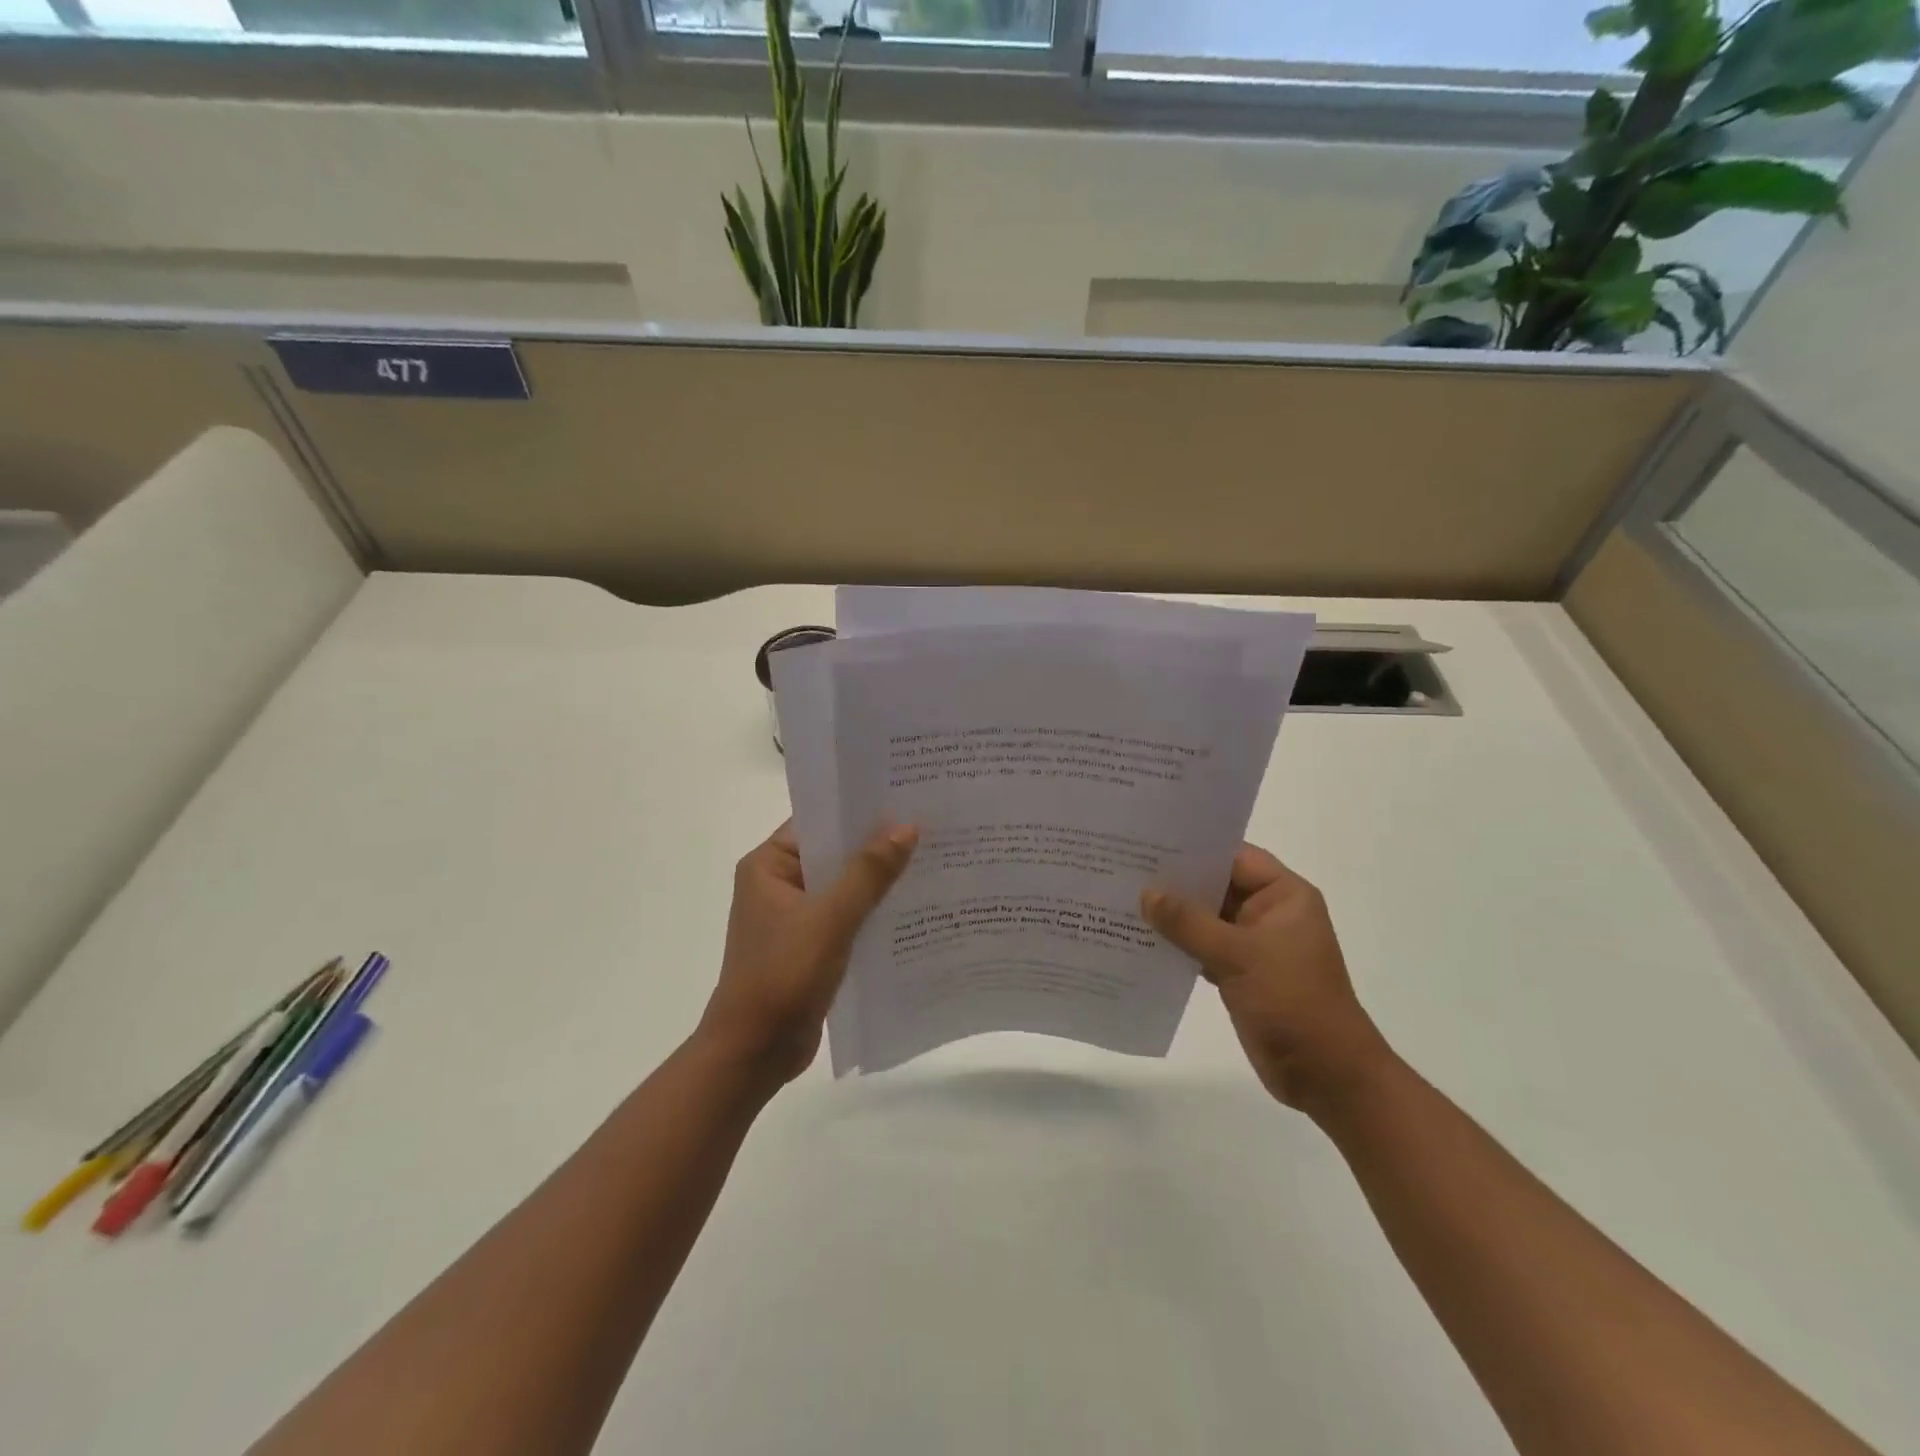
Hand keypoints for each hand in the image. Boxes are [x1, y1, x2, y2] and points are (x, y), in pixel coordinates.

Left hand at [698, 820, 917, 1085]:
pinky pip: (846, 916)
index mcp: (768, 865)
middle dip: (877, 845)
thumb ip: (869, 872)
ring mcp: (794, 917)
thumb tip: (906, 827)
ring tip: (931, 860)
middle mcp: (778, 883)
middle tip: (929, 826)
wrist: (754, 1053)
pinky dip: (873, 911)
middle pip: (834, 853)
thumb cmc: (783, 975)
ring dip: (878, 880)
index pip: (818, 822)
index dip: (859, 810)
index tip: (904, 797)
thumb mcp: (830, 919)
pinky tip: (912, 907)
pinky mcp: (809, 945)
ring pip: (843, 886)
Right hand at [1142, 845, 1390, 1110]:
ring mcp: (1254, 945)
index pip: (1234, 857)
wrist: (1326, 1076)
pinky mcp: (1240, 974)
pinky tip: (1141, 939)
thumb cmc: (1292, 1002)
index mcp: (1284, 896)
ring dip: (1173, 915)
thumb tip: (1146, 893)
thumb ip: (1188, 922)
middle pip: (1216, 885)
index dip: (1194, 848)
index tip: (1148, 841)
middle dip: (1176, 881)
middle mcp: (1269, 913)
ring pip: (1206, 919)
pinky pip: (1202, 947)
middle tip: (1124, 867)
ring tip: (1124, 898)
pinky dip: (1178, 944)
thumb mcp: (1238, 955)